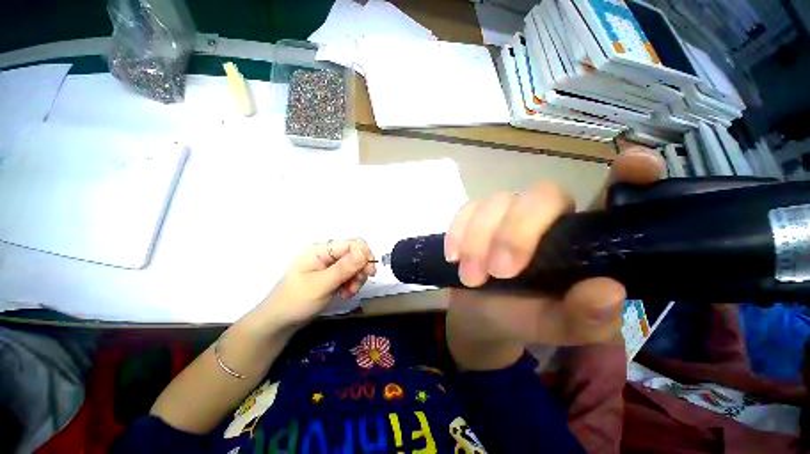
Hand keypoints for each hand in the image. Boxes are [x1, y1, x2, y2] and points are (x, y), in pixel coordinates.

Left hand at [256, 239, 375, 328]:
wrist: (280, 321)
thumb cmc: (296, 301)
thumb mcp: (321, 285)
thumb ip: (343, 268)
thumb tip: (364, 252)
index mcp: (321, 250)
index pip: (352, 244)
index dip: (364, 255)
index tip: (369, 273)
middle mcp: (327, 254)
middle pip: (356, 254)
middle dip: (361, 269)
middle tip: (357, 286)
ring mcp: (330, 265)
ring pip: (355, 265)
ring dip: (356, 279)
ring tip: (349, 293)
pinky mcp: (332, 275)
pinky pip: (349, 274)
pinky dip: (351, 284)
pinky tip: (345, 294)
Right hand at [445, 149, 663, 350]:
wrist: (477, 313)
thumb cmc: (521, 317)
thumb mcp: (554, 328)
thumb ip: (584, 320)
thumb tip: (606, 291)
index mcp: (581, 241)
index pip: (613, 199)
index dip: (630, 177)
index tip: (639, 164)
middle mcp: (547, 217)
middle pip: (543, 195)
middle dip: (516, 234)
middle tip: (499, 274)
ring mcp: (507, 213)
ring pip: (497, 202)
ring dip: (479, 241)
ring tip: (471, 278)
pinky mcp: (476, 216)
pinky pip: (467, 210)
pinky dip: (458, 233)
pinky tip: (454, 257)